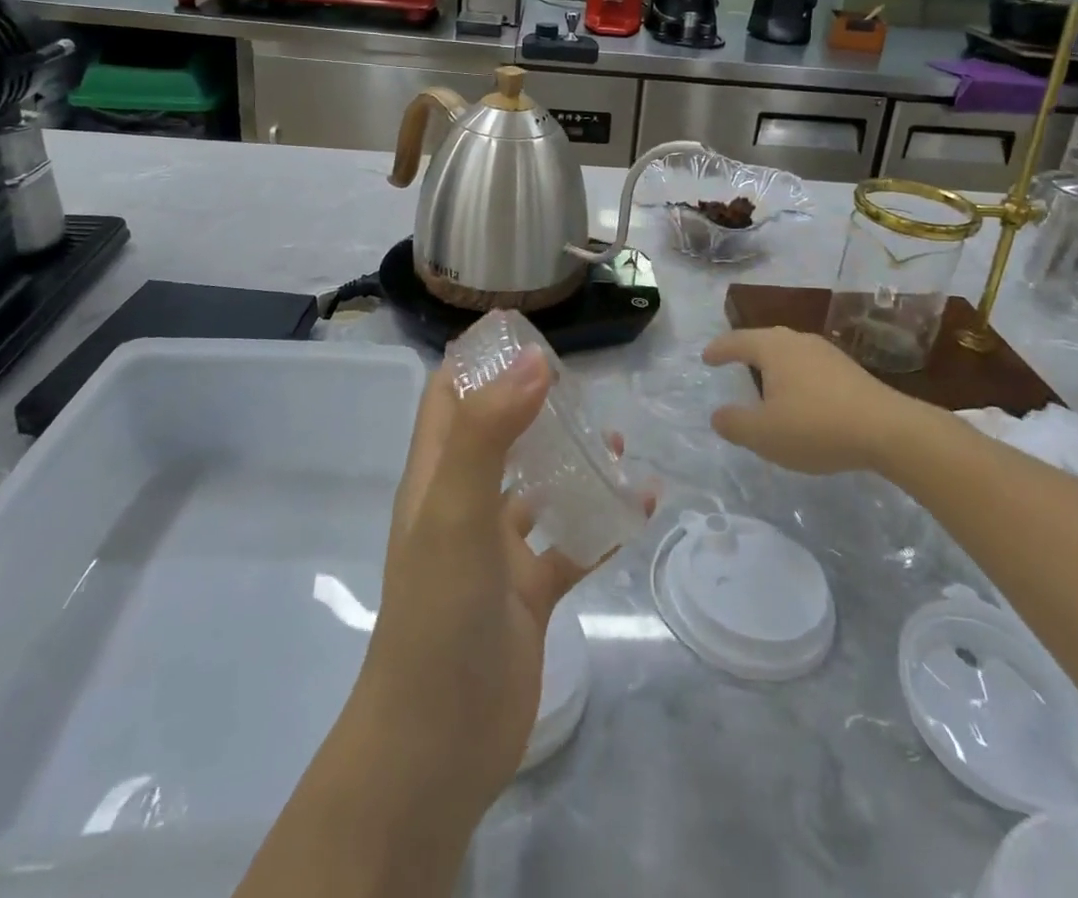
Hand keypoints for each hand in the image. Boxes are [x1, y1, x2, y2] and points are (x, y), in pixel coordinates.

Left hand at [348, 349, 604, 818]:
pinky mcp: (530, 591)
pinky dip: (602, 520)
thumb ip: (488, 432)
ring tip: (615, 438)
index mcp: (436, 476)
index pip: (449, 396)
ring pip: (540, 486)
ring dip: (572, 459)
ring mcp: (497, 550)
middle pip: (498, 434)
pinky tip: (640, 503)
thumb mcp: (455, 512)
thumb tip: (532, 360)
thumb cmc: (438, 614)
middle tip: (581, 384)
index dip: (478, 359)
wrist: (438, 745)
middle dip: (534, 403)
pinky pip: (573, 542)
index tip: (524, 331)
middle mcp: (465, 504)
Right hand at [703, 326, 946, 474]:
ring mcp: (828, 353)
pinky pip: (810, 366)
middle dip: (746, 350)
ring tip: (765, 382)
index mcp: (773, 348)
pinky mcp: (850, 371)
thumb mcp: (764, 434)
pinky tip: (801, 398)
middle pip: (765, 340)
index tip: (706, 358)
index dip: (719, 349)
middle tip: (732, 362)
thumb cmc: (816, 426)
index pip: (737, 341)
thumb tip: (718, 415)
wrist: (889, 431)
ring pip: (790, 352)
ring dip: (774, 365)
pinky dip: (796, 377)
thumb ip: (734, 424)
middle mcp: (798, 341)